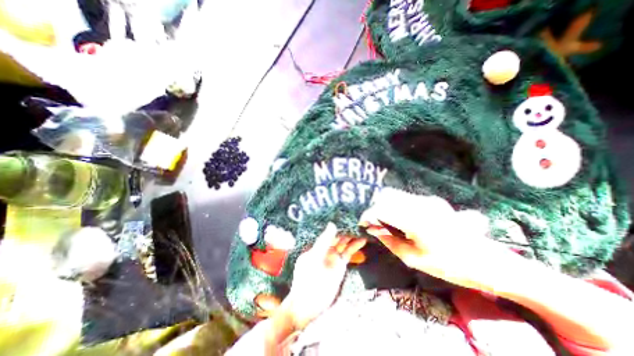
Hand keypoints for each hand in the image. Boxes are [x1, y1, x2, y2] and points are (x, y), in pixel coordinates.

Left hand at [282, 223, 366, 329]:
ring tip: (363, 227)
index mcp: (317, 244)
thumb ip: (324, 241)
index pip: (328, 231)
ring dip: (353, 236)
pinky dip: (355, 246)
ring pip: (345, 243)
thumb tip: (332, 224)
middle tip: (357, 219)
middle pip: (338, 235)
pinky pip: (349, 252)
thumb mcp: (315, 257)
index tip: (345, 214)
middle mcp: (326, 248)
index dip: (337, 223)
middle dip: (346, 228)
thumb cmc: (307, 278)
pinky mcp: (340, 264)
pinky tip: (362, 240)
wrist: (308, 303)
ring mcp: (334, 256)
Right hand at [359, 188, 510, 292]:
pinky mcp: (432, 200)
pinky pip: (406, 198)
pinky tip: (398, 218)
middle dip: (375, 207)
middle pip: (387, 195)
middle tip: (372, 222)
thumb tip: (373, 228)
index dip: (368, 214)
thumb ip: (389, 240)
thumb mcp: (414, 258)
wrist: (489, 262)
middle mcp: (421, 204)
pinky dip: (395, 205)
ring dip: (385, 205)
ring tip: (383, 220)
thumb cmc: (450, 266)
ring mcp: (428, 200)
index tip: (362, 223)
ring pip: (396, 195)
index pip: (382, 208)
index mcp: (416, 220)